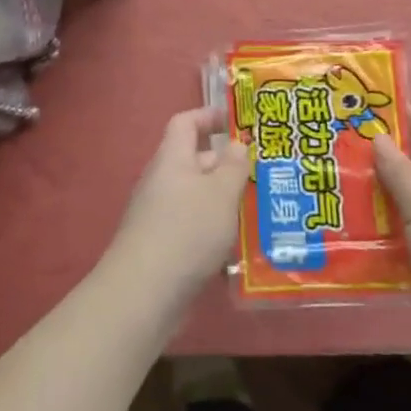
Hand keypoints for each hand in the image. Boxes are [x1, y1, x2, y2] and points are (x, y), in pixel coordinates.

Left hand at [104, 107, 251, 309]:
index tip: (238, 121)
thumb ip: (233, 166)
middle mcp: (162, 181)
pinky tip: (241, 248)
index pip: (186, 122)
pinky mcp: (164, 246)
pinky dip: (216, 231)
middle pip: (196, 161)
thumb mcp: (220, 193)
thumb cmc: (186, 231)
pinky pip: (194, 227)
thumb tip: (237, 144)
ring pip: (198, 197)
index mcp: (172, 159)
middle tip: (266, 172)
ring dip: (226, 201)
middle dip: (229, 165)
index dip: (209, 116)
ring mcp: (160, 215)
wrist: (144, 294)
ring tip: (262, 209)